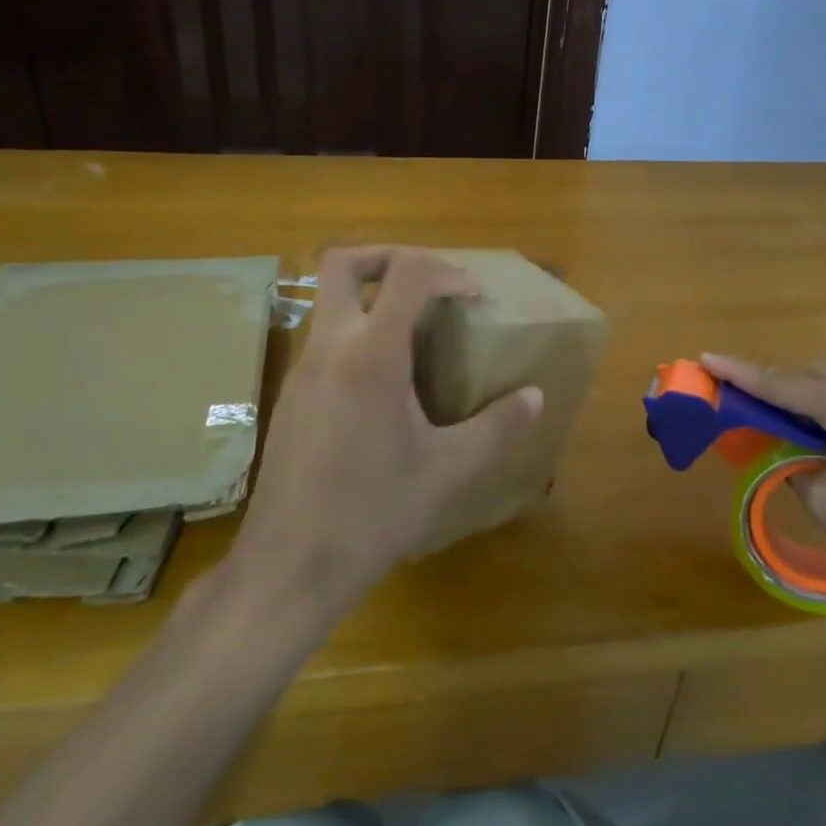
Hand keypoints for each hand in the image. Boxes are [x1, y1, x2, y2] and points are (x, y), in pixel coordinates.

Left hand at [227, 248, 541, 620]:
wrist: (288, 569)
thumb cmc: (373, 514)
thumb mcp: (449, 470)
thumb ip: (498, 427)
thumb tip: (536, 397)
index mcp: (370, 356)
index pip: (407, 275)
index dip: (447, 272)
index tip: (475, 298)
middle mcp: (329, 349)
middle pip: (342, 264)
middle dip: (389, 257)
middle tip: (430, 283)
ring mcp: (301, 372)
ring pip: (328, 302)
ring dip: (372, 298)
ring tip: (416, 334)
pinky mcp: (290, 398)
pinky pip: (324, 340)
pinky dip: (357, 334)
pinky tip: (385, 385)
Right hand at [700, 355, 825, 610]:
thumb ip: (793, 466)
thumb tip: (780, 451)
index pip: (782, 384)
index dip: (740, 373)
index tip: (705, 357)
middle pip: (812, 373)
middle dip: (773, 382)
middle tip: (742, 402)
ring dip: (803, 393)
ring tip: (777, 418)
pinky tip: (822, 434)